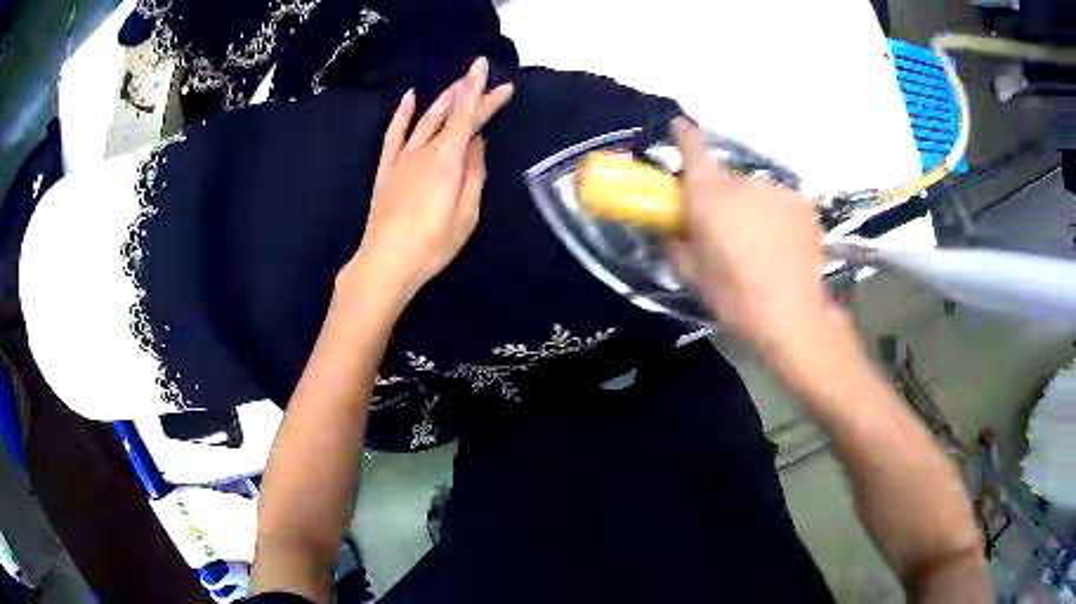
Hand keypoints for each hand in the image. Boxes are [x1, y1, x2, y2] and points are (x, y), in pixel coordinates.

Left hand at [339, 57, 513, 310]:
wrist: (385, 263)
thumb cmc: (432, 245)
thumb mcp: (466, 215)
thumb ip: (474, 175)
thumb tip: (478, 144)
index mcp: (447, 161)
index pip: (468, 117)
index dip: (481, 92)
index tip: (487, 69)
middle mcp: (424, 151)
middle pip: (450, 115)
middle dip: (470, 94)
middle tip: (487, 79)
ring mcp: (402, 158)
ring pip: (425, 119)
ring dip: (443, 99)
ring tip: (459, 83)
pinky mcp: (387, 168)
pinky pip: (394, 134)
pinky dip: (402, 114)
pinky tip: (410, 97)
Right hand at [670, 118, 866, 398]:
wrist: (792, 315)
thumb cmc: (735, 297)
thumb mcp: (692, 275)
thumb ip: (677, 243)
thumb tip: (674, 231)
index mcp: (709, 194)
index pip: (693, 147)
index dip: (684, 134)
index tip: (680, 125)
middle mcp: (742, 182)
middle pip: (725, 179)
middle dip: (721, 197)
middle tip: (726, 230)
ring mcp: (776, 190)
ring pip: (755, 193)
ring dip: (751, 209)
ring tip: (760, 244)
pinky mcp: (802, 204)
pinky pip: (779, 204)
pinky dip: (776, 218)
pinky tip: (782, 245)